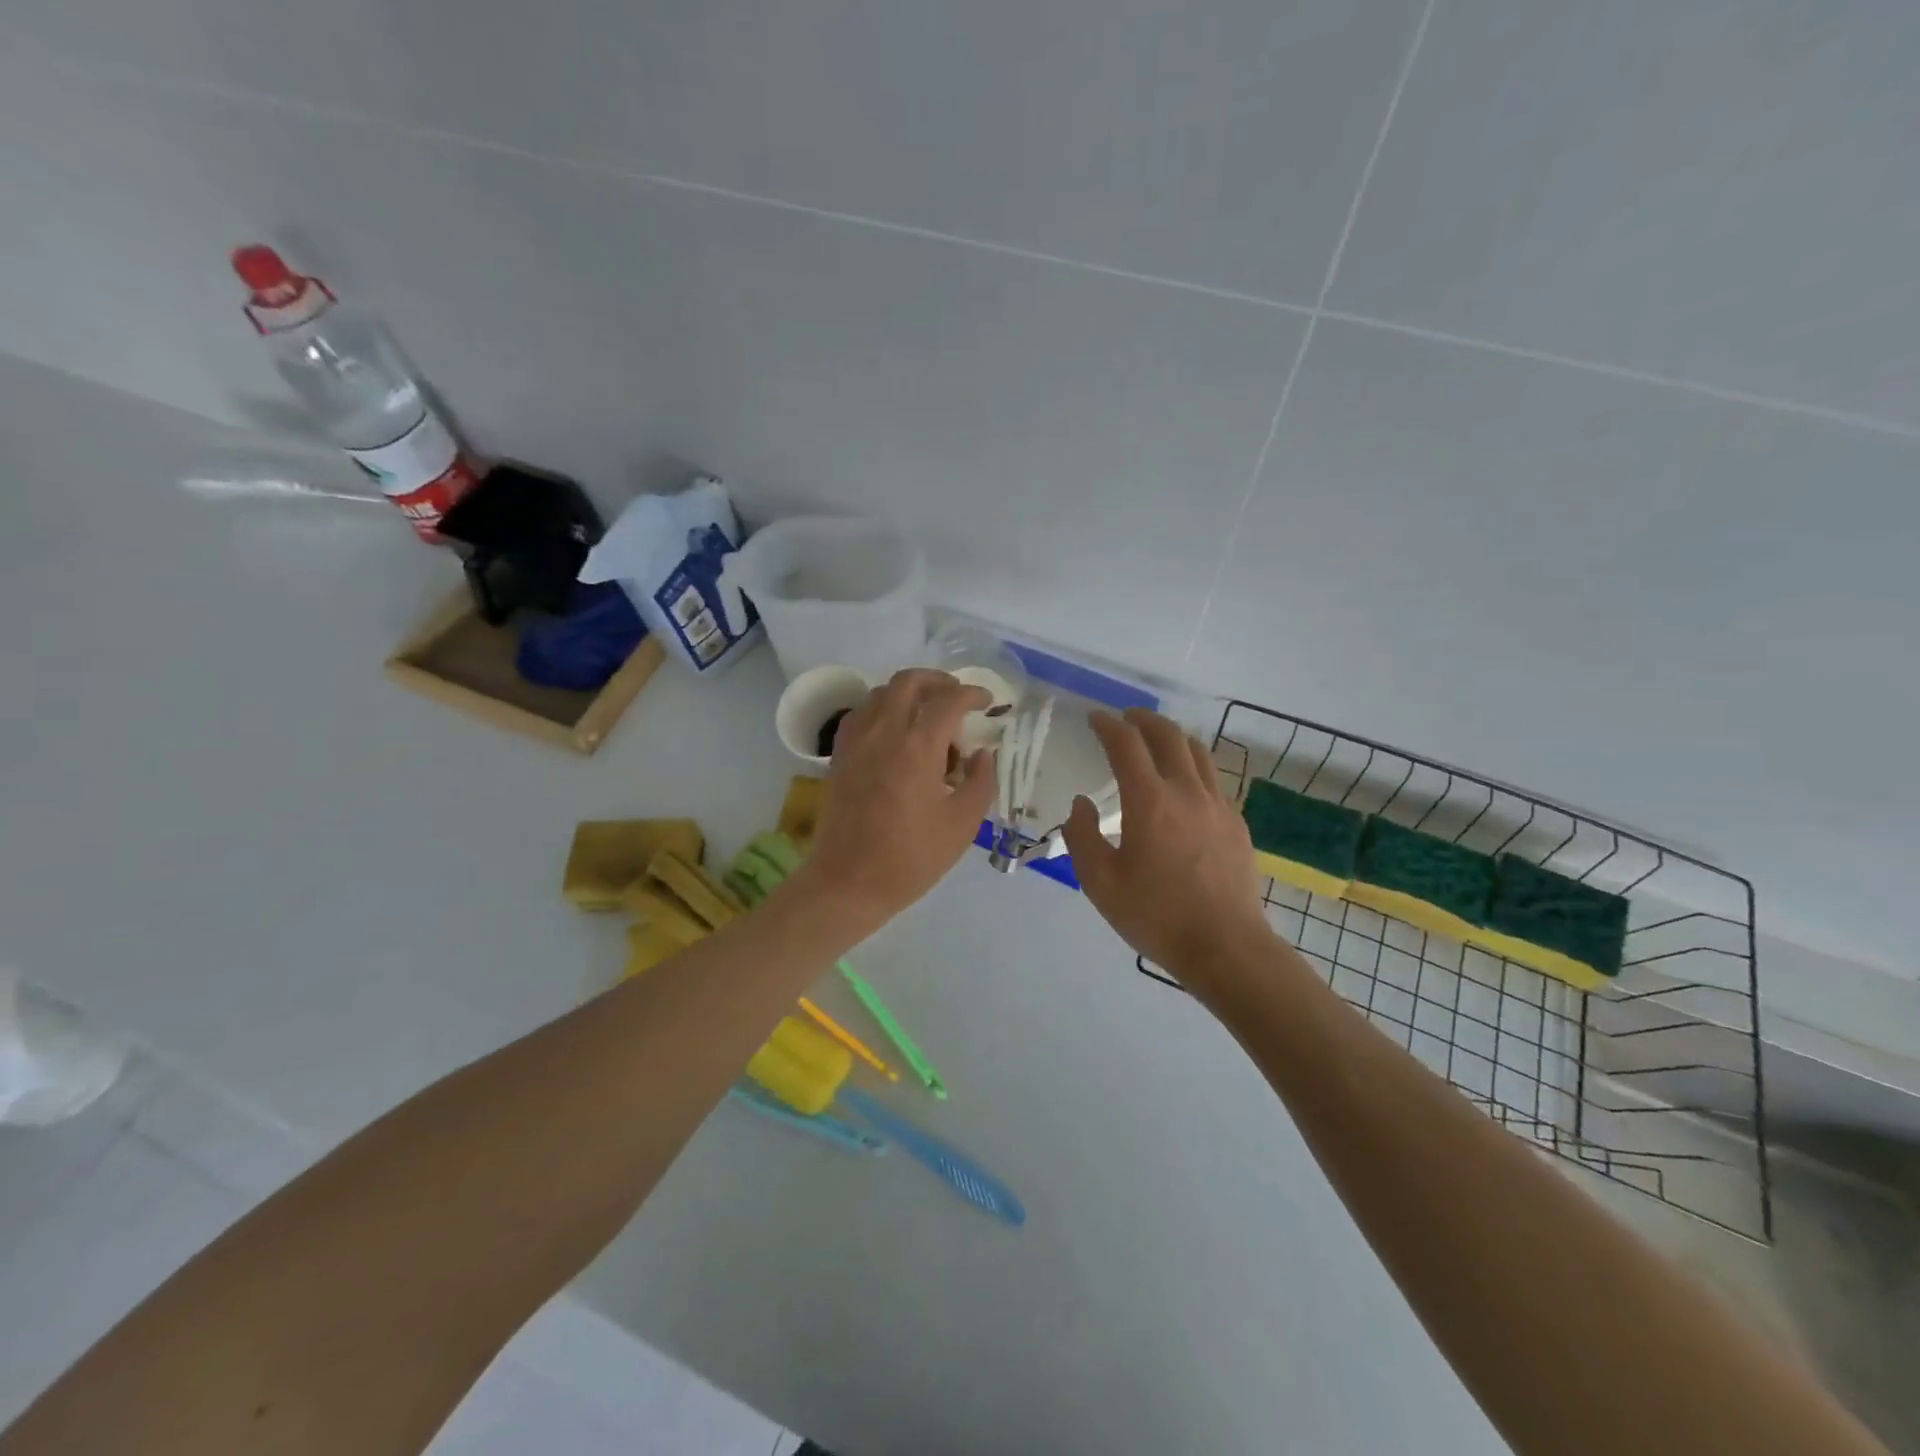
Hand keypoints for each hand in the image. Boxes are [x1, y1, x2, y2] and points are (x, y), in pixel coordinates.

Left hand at [797, 669, 996, 935]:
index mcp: (917, 747)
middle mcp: (883, 732)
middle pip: (909, 681)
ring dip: (909, 694)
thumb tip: (982, 754)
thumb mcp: (962, 824)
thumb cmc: (911, 857)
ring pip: (882, 693)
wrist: (848, 882)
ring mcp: (856, 741)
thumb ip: (981, 781)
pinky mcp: (839, 755)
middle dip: (939, 681)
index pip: (949, 700)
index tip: (988, 702)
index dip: (974, 694)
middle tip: (958, 697)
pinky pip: (861, 714)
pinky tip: (895, 734)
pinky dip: (882, 710)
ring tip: (927, 719)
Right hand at [1064, 708, 1274, 987]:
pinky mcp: (1236, 823)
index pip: (1127, 745)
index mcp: (1150, 801)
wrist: (1226, 947)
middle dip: (1143, 720)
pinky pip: (1213, 779)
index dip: (1108, 725)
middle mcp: (1187, 792)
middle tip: (1125, 719)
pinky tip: (1184, 785)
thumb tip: (1082, 804)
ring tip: (1156, 740)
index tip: (1095, 719)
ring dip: (1173, 737)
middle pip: (1168, 736)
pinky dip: (1193, 765)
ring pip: (1197, 752)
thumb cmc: (1156, 916)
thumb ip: (1082, 837)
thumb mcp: (1100, 883)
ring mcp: (1218, 805)